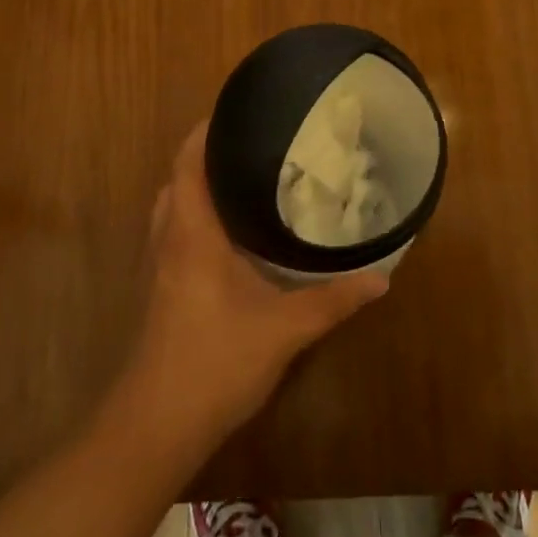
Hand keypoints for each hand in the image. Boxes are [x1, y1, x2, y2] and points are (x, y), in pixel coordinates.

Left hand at [124, 122, 388, 448]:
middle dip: (206, 156)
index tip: (236, 110)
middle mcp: (169, 241)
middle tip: (250, 144)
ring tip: (242, 180)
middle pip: (177, 180)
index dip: (205, 131)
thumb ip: (333, 301)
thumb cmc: (215, 362)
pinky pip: (173, 234)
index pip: (188, 163)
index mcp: (192, 233)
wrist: (156, 426)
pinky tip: (229, 236)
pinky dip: (194, 217)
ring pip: (171, 208)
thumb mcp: (285, 329)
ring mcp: (158, 268)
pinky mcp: (159, 291)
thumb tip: (381, 278)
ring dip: (197, 187)